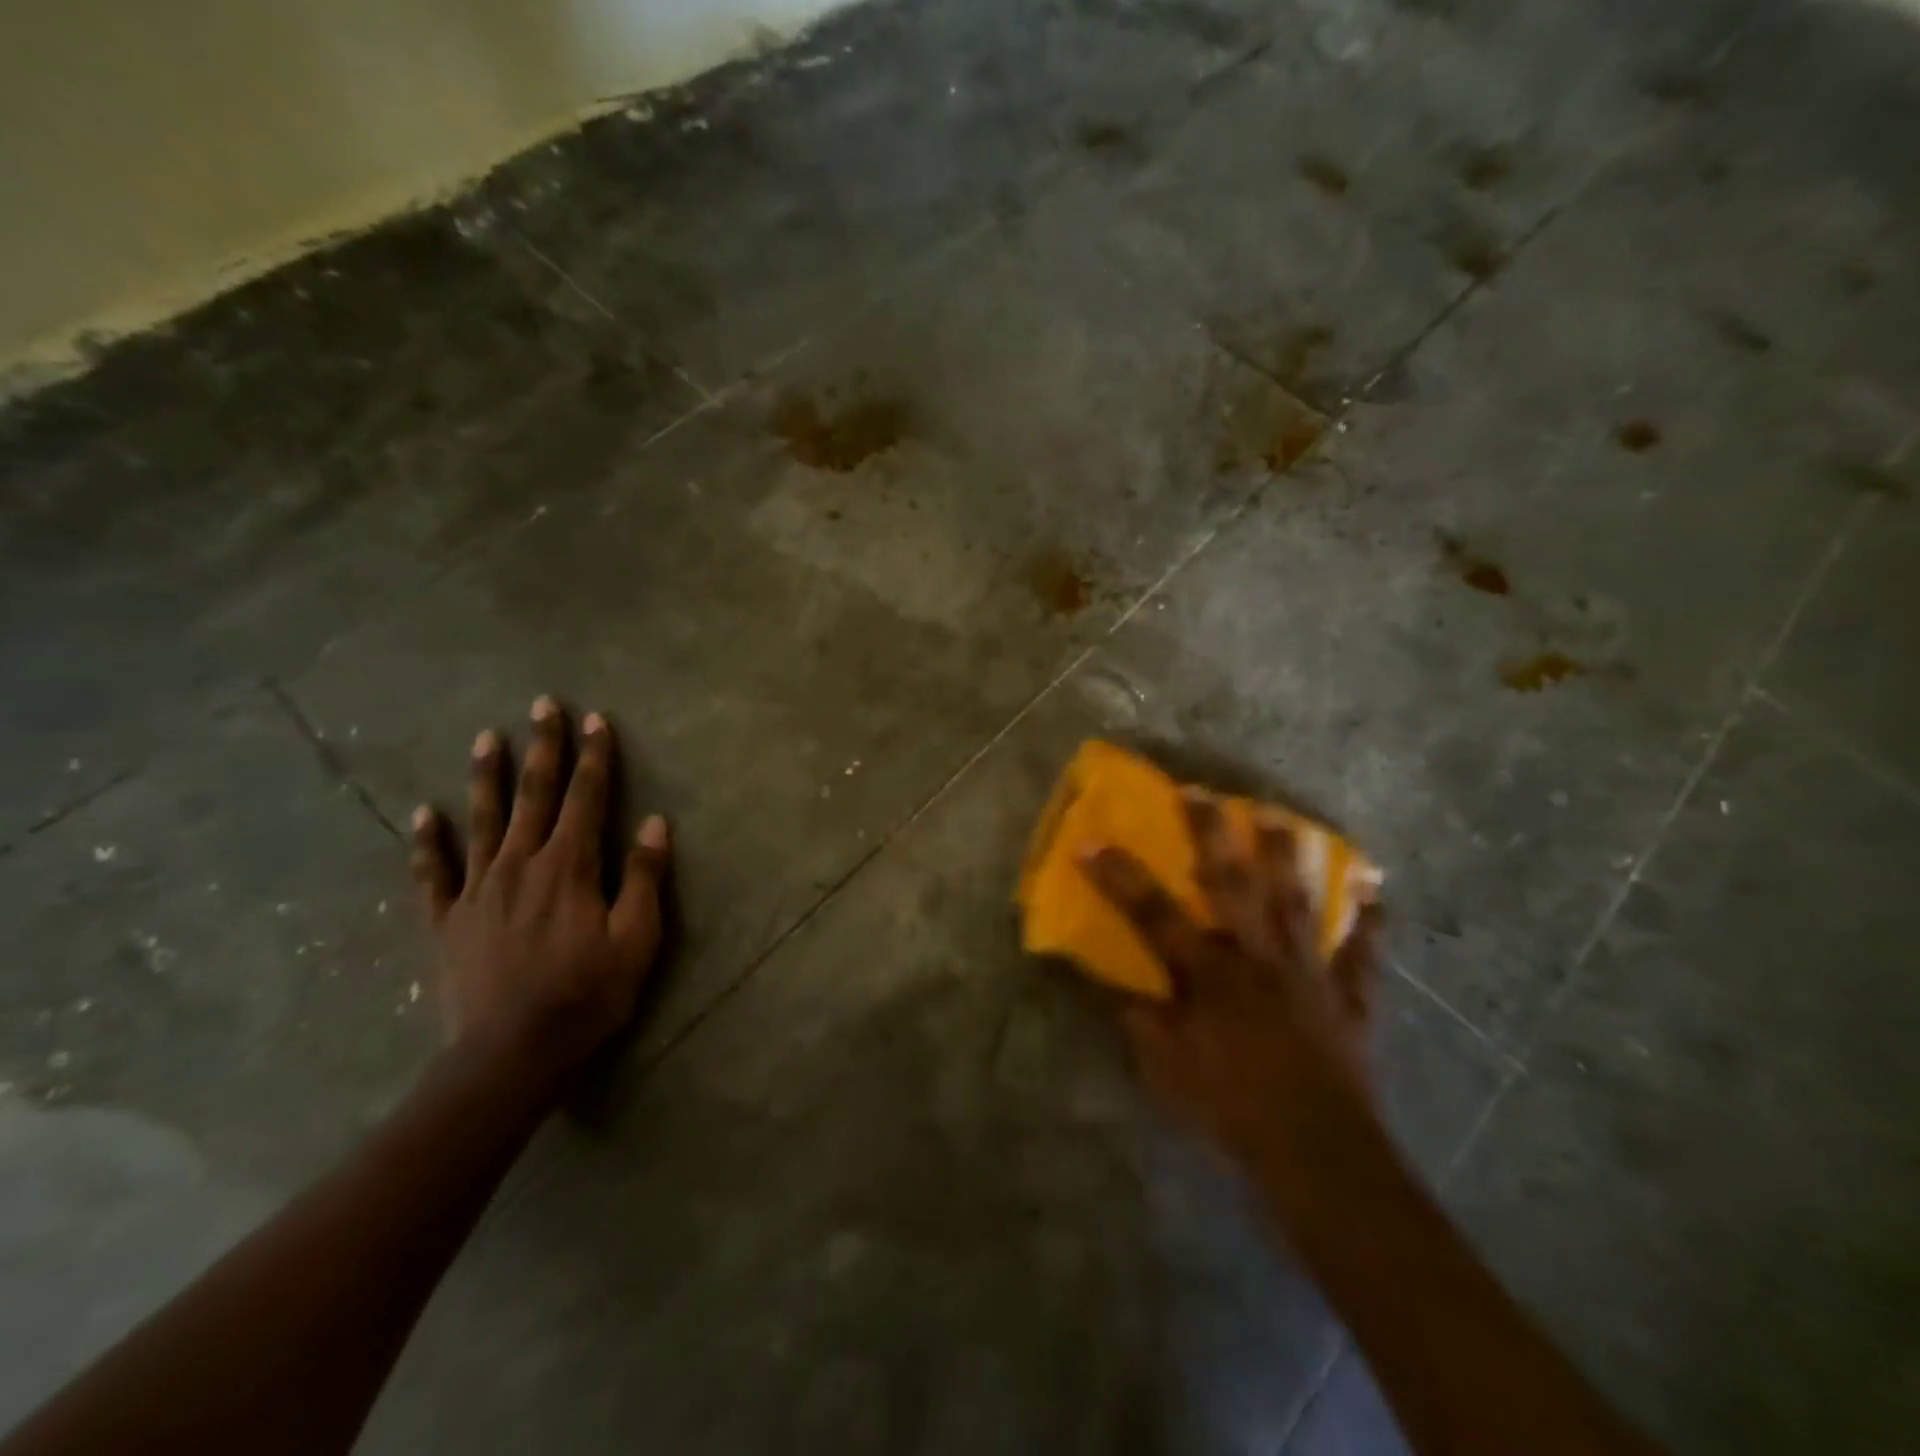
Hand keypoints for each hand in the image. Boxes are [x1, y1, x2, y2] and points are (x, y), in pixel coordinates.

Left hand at [410, 697, 670, 1090]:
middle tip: (543, 705)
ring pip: (484, 820)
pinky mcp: (448, 920)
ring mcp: (479, 890)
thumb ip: (643, 877)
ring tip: (487, 737)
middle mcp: (522, 864)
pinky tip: (426, 814)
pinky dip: (429, 842)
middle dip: (543, 748)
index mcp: (570, 867)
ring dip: (487, 776)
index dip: (595, 758)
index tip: (596, 720)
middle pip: (535, 795)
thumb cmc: (587, 995)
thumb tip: (655, 822)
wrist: (510, 1054)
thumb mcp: (636, 939)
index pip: (587, 798)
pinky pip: (435, 873)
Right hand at [1081, 790, 1384, 1182]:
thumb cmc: (1232, 1113)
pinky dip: (1371, 920)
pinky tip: (1376, 886)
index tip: (1090, 840)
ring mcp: (1309, 974)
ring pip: (1297, 901)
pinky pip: (1364, 953)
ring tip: (1276, 814)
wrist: (1319, 1157)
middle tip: (1199, 791)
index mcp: (1210, 976)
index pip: (1154, 915)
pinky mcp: (1349, 998)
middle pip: (1232, 885)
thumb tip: (1123, 989)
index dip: (1119, 876)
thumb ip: (1142, 1023)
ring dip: (1286, 856)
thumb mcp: (1167, 1073)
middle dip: (1211, 834)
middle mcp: (1259, 959)